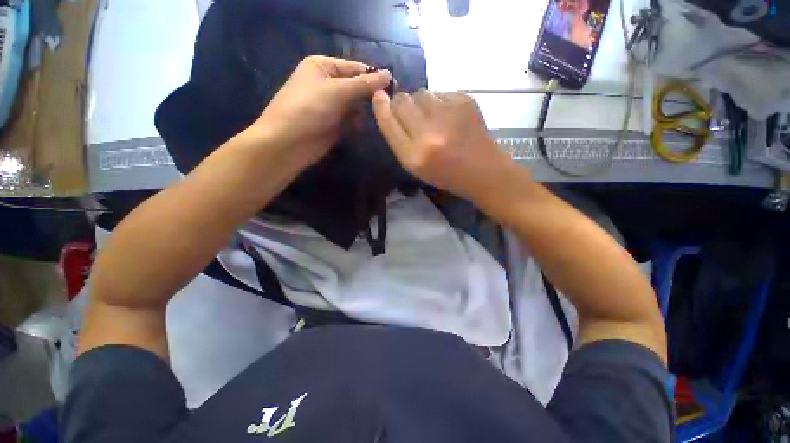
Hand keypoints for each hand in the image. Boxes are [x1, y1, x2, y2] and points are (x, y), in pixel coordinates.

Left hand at [252, 56, 391, 165]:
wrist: (288, 143)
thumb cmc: (308, 109)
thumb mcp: (337, 91)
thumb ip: (364, 84)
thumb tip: (388, 74)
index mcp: (323, 67)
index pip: (355, 68)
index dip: (374, 77)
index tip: (394, 87)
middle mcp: (327, 84)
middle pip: (357, 87)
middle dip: (370, 95)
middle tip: (387, 105)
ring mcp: (331, 106)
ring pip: (356, 105)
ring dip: (366, 111)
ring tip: (377, 117)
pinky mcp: (334, 125)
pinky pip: (352, 120)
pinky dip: (359, 123)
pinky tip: (363, 128)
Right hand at [372, 89, 516, 198]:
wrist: (483, 171)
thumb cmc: (446, 174)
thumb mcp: (416, 167)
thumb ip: (400, 140)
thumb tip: (389, 106)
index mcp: (414, 157)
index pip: (389, 122)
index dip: (381, 106)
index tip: (379, 96)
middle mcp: (428, 135)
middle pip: (402, 101)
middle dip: (402, 103)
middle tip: (412, 113)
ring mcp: (448, 116)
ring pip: (421, 93)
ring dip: (422, 103)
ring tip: (435, 119)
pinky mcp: (465, 101)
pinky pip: (440, 93)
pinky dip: (441, 103)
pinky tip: (451, 118)